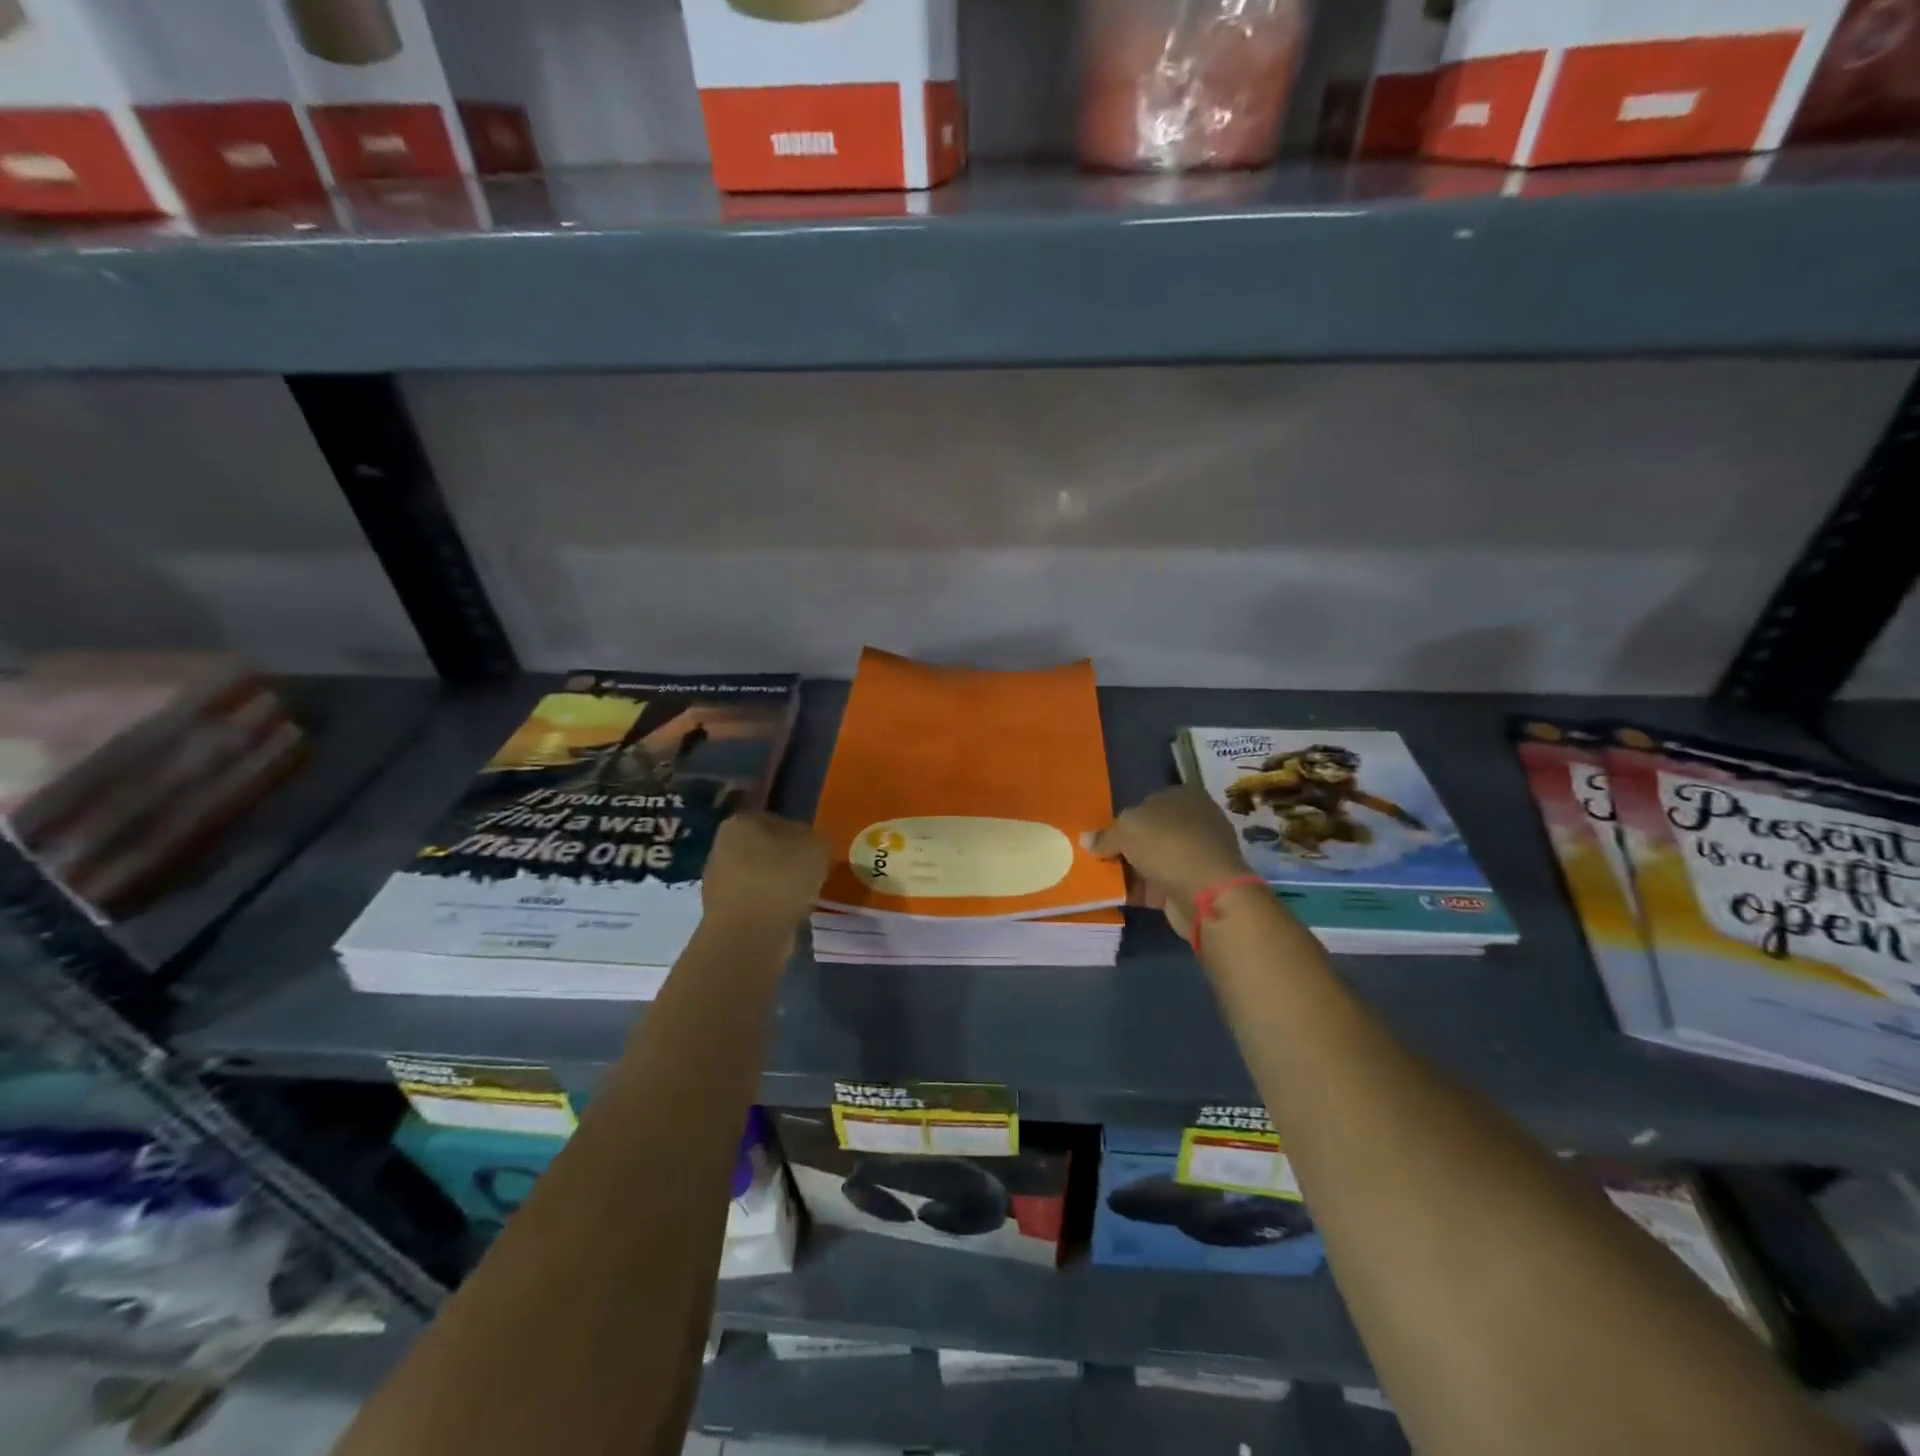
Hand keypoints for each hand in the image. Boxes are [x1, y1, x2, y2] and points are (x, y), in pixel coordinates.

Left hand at [701, 812, 829, 929]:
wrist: (749, 934)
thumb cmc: (781, 878)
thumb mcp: (816, 846)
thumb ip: (814, 839)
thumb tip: (807, 847)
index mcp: (741, 822)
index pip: (775, 820)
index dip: (798, 834)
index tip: (813, 852)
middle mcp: (721, 846)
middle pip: (763, 848)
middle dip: (784, 860)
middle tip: (810, 875)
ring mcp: (716, 881)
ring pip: (758, 876)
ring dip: (776, 886)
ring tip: (800, 899)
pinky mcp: (720, 912)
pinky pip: (753, 902)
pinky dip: (769, 908)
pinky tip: (785, 916)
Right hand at [1085, 787, 1252, 938]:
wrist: (1206, 891)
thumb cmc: (1166, 843)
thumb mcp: (1126, 830)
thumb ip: (1105, 836)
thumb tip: (1085, 839)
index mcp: (1184, 796)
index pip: (1148, 802)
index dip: (1124, 819)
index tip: (1103, 835)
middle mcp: (1194, 822)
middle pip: (1151, 833)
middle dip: (1126, 846)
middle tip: (1098, 857)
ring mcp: (1196, 855)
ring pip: (1153, 860)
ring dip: (1130, 870)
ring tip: (1100, 878)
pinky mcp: (1194, 885)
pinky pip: (1158, 885)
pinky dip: (1139, 890)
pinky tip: (1115, 895)